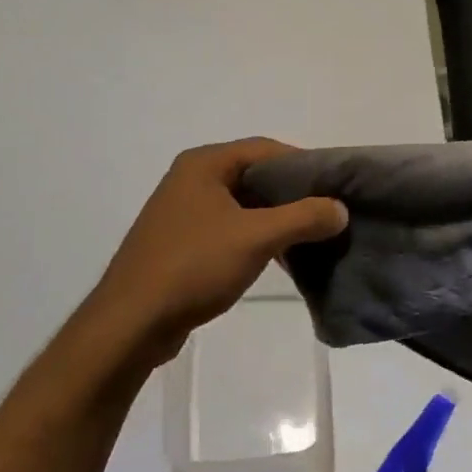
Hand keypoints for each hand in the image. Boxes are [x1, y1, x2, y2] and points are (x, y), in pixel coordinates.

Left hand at [84, 138, 347, 365]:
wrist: (131, 323)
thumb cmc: (193, 266)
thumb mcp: (256, 238)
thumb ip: (303, 218)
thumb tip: (340, 209)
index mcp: (204, 164)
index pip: (265, 148)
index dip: (303, 163)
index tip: (334, 185)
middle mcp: (191, 179)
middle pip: (254, 175)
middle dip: (292, 193)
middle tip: (328, 212)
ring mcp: (183, 211)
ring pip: (243, 205)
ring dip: (276, 218)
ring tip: (311, 237)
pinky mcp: (182, 242)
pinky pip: (229, 228)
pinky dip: (255, 237)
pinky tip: (279, 257)